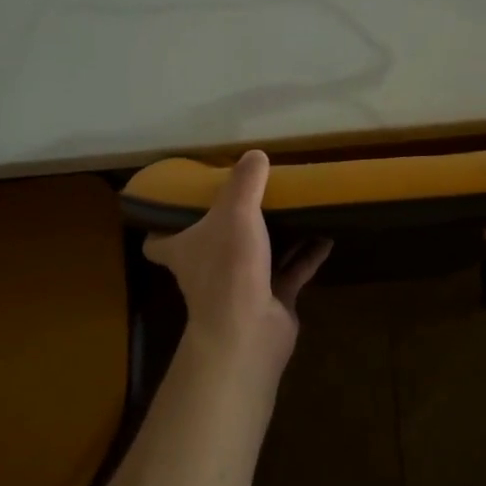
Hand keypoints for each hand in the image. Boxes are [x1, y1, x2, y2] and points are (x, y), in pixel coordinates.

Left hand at [143, 150, 331, 372]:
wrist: (250, 331)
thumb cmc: (230, 266)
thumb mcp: (235, 211)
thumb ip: (245, 181)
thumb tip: (255, 154)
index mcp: (185, 250)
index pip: (158, 242)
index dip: (163, 226)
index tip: (178, 205)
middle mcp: (207, 270)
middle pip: (212, 244)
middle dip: (229, 225)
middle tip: (249, 195)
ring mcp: (241, 287)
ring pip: (257, 256)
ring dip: (275, 237)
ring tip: (294, 209)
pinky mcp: (271, 300)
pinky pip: (291, 272)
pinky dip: (307, 255)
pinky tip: (326, 235)